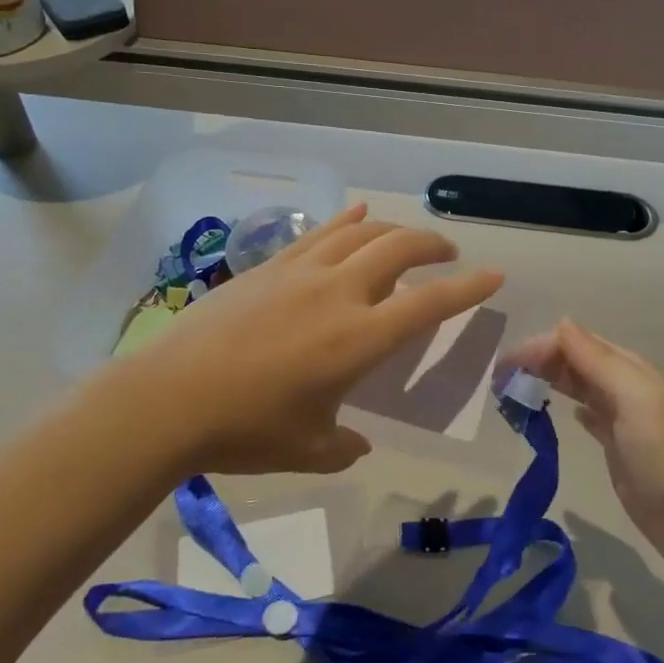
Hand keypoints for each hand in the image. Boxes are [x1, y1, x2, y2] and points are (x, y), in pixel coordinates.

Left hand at [103, 205, 502, 476]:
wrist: (168, 398)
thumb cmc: (246, 429)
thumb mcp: (308, 449)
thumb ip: (344, 446)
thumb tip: (357, 444)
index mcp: (359, 338)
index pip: (429, 304)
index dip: (468, 289)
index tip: (494, 275)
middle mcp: (339, 293)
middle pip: (399, 249)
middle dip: (432, 245)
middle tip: (448, 253)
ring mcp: (302, 272)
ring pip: (361, 232)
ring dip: (393, 230)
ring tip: (407, 237)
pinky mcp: (270, 266)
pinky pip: (318, 233)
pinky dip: (345, 220)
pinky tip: (357, 213)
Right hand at [501, 319, 663, 574]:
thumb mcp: (633, 398)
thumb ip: (597, 360)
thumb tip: (562, 323)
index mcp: (628, 369)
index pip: (575, 343)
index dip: (540, 347)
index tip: (505, 366)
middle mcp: (623, 388)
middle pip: (575, 362)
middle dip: (538, 362)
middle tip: (500, 378)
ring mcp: (621, 419)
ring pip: (578, 387)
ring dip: (549, 381)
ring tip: (515, 389)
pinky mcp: (617, 448)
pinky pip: (588, 416)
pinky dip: (569, 407)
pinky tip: (558, 411)